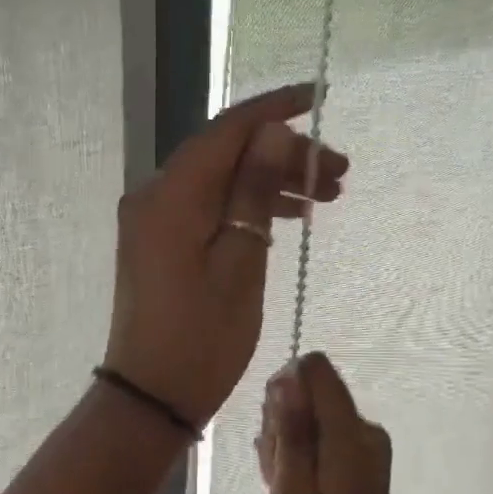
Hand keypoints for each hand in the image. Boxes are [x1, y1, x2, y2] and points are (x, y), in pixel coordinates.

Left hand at [102, 84, 347, 427]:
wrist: (152, 396)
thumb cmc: (203, 338)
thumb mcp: (240, 262)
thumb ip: (254, 191)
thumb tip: (272, 132)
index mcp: (171, 194)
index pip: (227, 130)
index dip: (275, 109)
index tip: (320, 97)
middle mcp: (155, 195)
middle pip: (226, 154)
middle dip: (283, 155)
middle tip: (340, 174)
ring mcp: (154, 219)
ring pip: (220, 181)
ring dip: (270, 182)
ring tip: (327, 197)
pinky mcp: (160, 241)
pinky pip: (209, 206)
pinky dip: (247, 207)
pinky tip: (287, 219)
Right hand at [257, 352, 391, 493]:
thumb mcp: (290, 492)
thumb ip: (290, 430)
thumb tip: (288, 377)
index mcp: (352, 435)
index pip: (316, 369)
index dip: (285, 388)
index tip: (274, 429)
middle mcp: (365, 430)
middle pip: (310, 391)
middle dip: (283, 420)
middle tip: (277, 469)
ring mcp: (365, 446)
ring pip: (311, 414)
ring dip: (288, 441)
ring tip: (283, 484)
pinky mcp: (359, 460)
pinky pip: (320, 435)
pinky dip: (300, 455)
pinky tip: (292, 487)